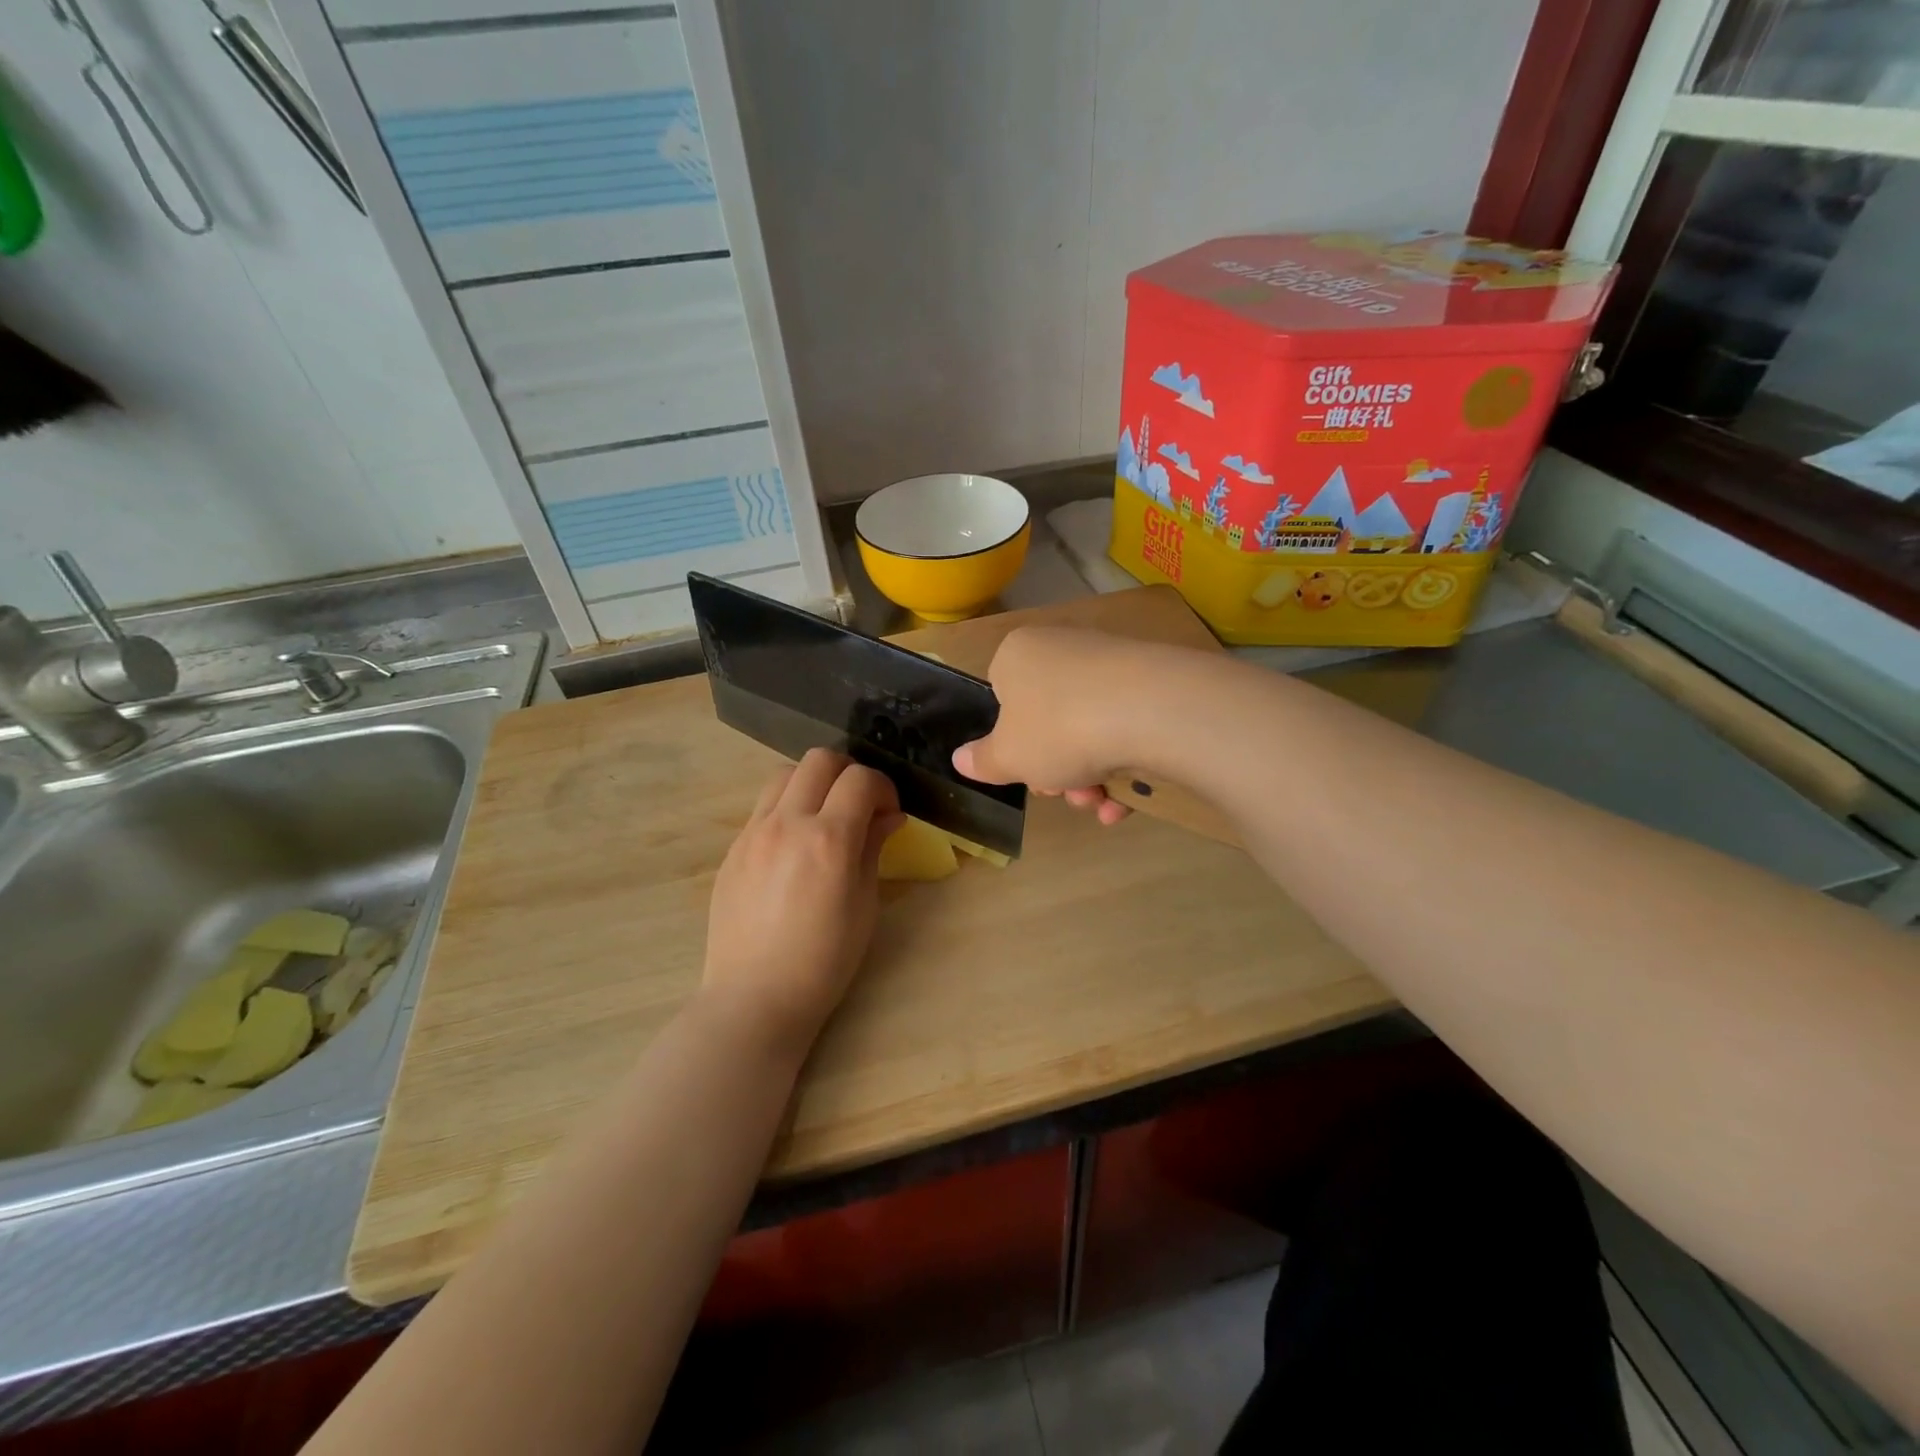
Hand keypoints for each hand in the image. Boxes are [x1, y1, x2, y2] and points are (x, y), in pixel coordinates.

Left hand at [702, 749, 904, 1053]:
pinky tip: (795, 844)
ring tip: (825, 816)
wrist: (754, 998)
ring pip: (785, 774)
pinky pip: (763, 806)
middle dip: (849, 772)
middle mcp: (787, 823)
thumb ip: (874, 849)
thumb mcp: (864, 905)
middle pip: (819, 759)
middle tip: (860, 804)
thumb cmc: (824, 961)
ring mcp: (753, 832)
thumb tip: (888, 816)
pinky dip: (787, 807)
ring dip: (813, 782)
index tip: (890, 812)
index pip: (861, 779)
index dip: (884, 787)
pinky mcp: (733, 848)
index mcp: (828, 839)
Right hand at [952, 626, 1136, 824]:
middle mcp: (1063, 648)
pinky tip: (1127, 800)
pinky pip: (1126, 727)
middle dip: (1054, 768)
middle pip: (1048, 720)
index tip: (1024, 771)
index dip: (1011, 742)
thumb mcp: (1008, 756)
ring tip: (1100, 803)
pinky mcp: (1152, 682)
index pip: (1002, 696)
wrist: (1151, 710)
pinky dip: (1123, 765)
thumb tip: (960, 759)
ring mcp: (1111, 663)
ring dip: (1089, 777)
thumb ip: (983, 761)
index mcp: (1018, 654)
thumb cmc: (1058, 728)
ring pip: (1088, 729)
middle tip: (1065, 793)